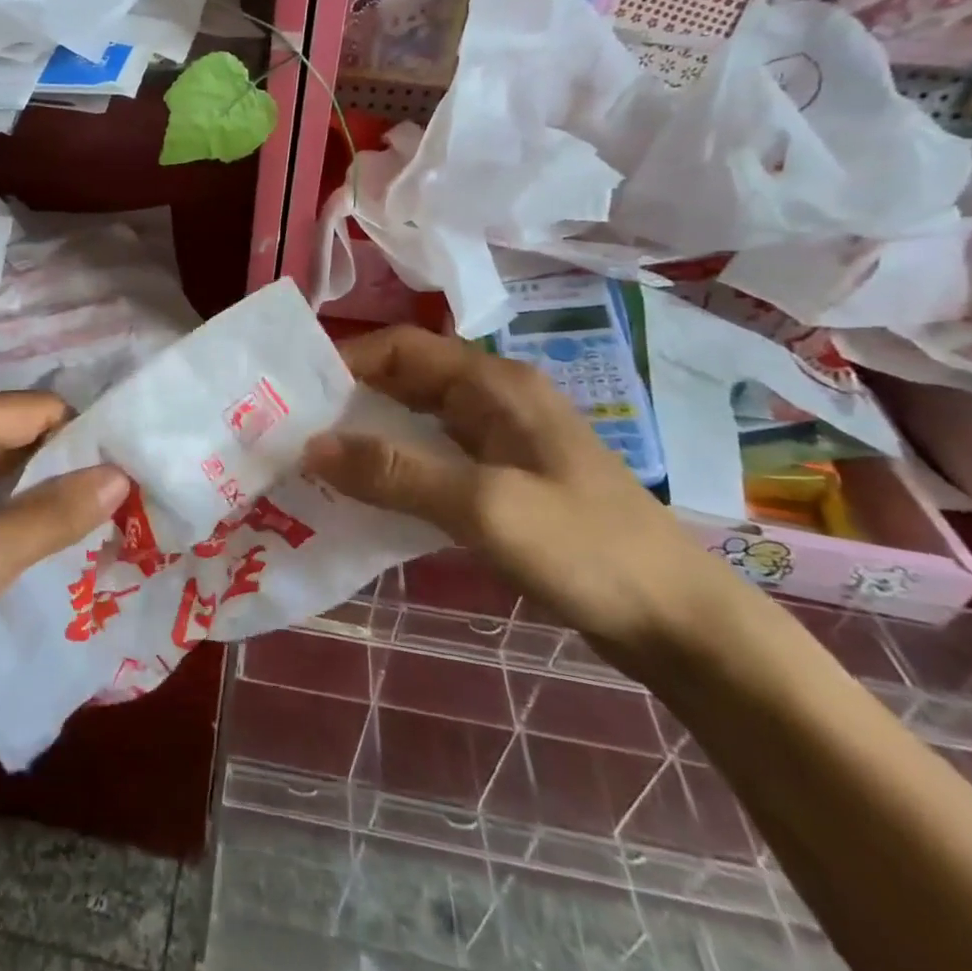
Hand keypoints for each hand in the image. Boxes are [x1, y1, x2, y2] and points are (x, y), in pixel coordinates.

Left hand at [0, 392, 130, 707]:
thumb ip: (55, 512)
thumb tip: (120, 476)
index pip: (43, 411)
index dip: (85, 446)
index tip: (121, 491)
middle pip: (24, 430)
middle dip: (64, 470)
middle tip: (107, 517)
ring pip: (4, 457)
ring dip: (38, 490)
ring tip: (79, 529)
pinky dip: (8, 502)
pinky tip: (29, 535)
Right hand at [303, 326, 741, 660]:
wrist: (680, 623)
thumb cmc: (586, 549)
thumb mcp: (483, 506)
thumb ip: (394, 472)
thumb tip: (310, 445)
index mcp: (494, 383)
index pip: (400, 347)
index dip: (343, 361)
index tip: (291, 394)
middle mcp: (494, 399)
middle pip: (404, 380)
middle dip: (348, 400)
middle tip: (292, 431)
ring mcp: (501, 441)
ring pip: (416, 421)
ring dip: (368, 436)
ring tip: (315, 463)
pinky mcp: (504, 480)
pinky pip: (433, 459)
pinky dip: (395, 469)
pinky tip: (366, 497)